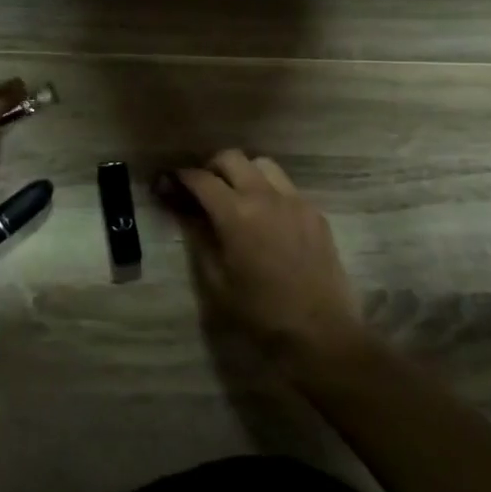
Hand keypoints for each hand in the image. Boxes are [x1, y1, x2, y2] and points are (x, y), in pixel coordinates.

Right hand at [169, 150, 363, 368]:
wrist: (322, 333)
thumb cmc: (261, 313)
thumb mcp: (217, 281)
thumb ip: (200, 238)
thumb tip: (186, 212)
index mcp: (236, 214)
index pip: (201, 179)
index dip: (180, 178)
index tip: (168, 183)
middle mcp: (265, 196)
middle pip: (232, 158)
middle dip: (211, 167)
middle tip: (202, 189)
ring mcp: (295, 201)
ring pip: (263, 165)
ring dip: (243, 172)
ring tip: (236, 196)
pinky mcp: (315, 212)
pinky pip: (286, 186)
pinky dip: (269, 190)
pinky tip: (266, 216)